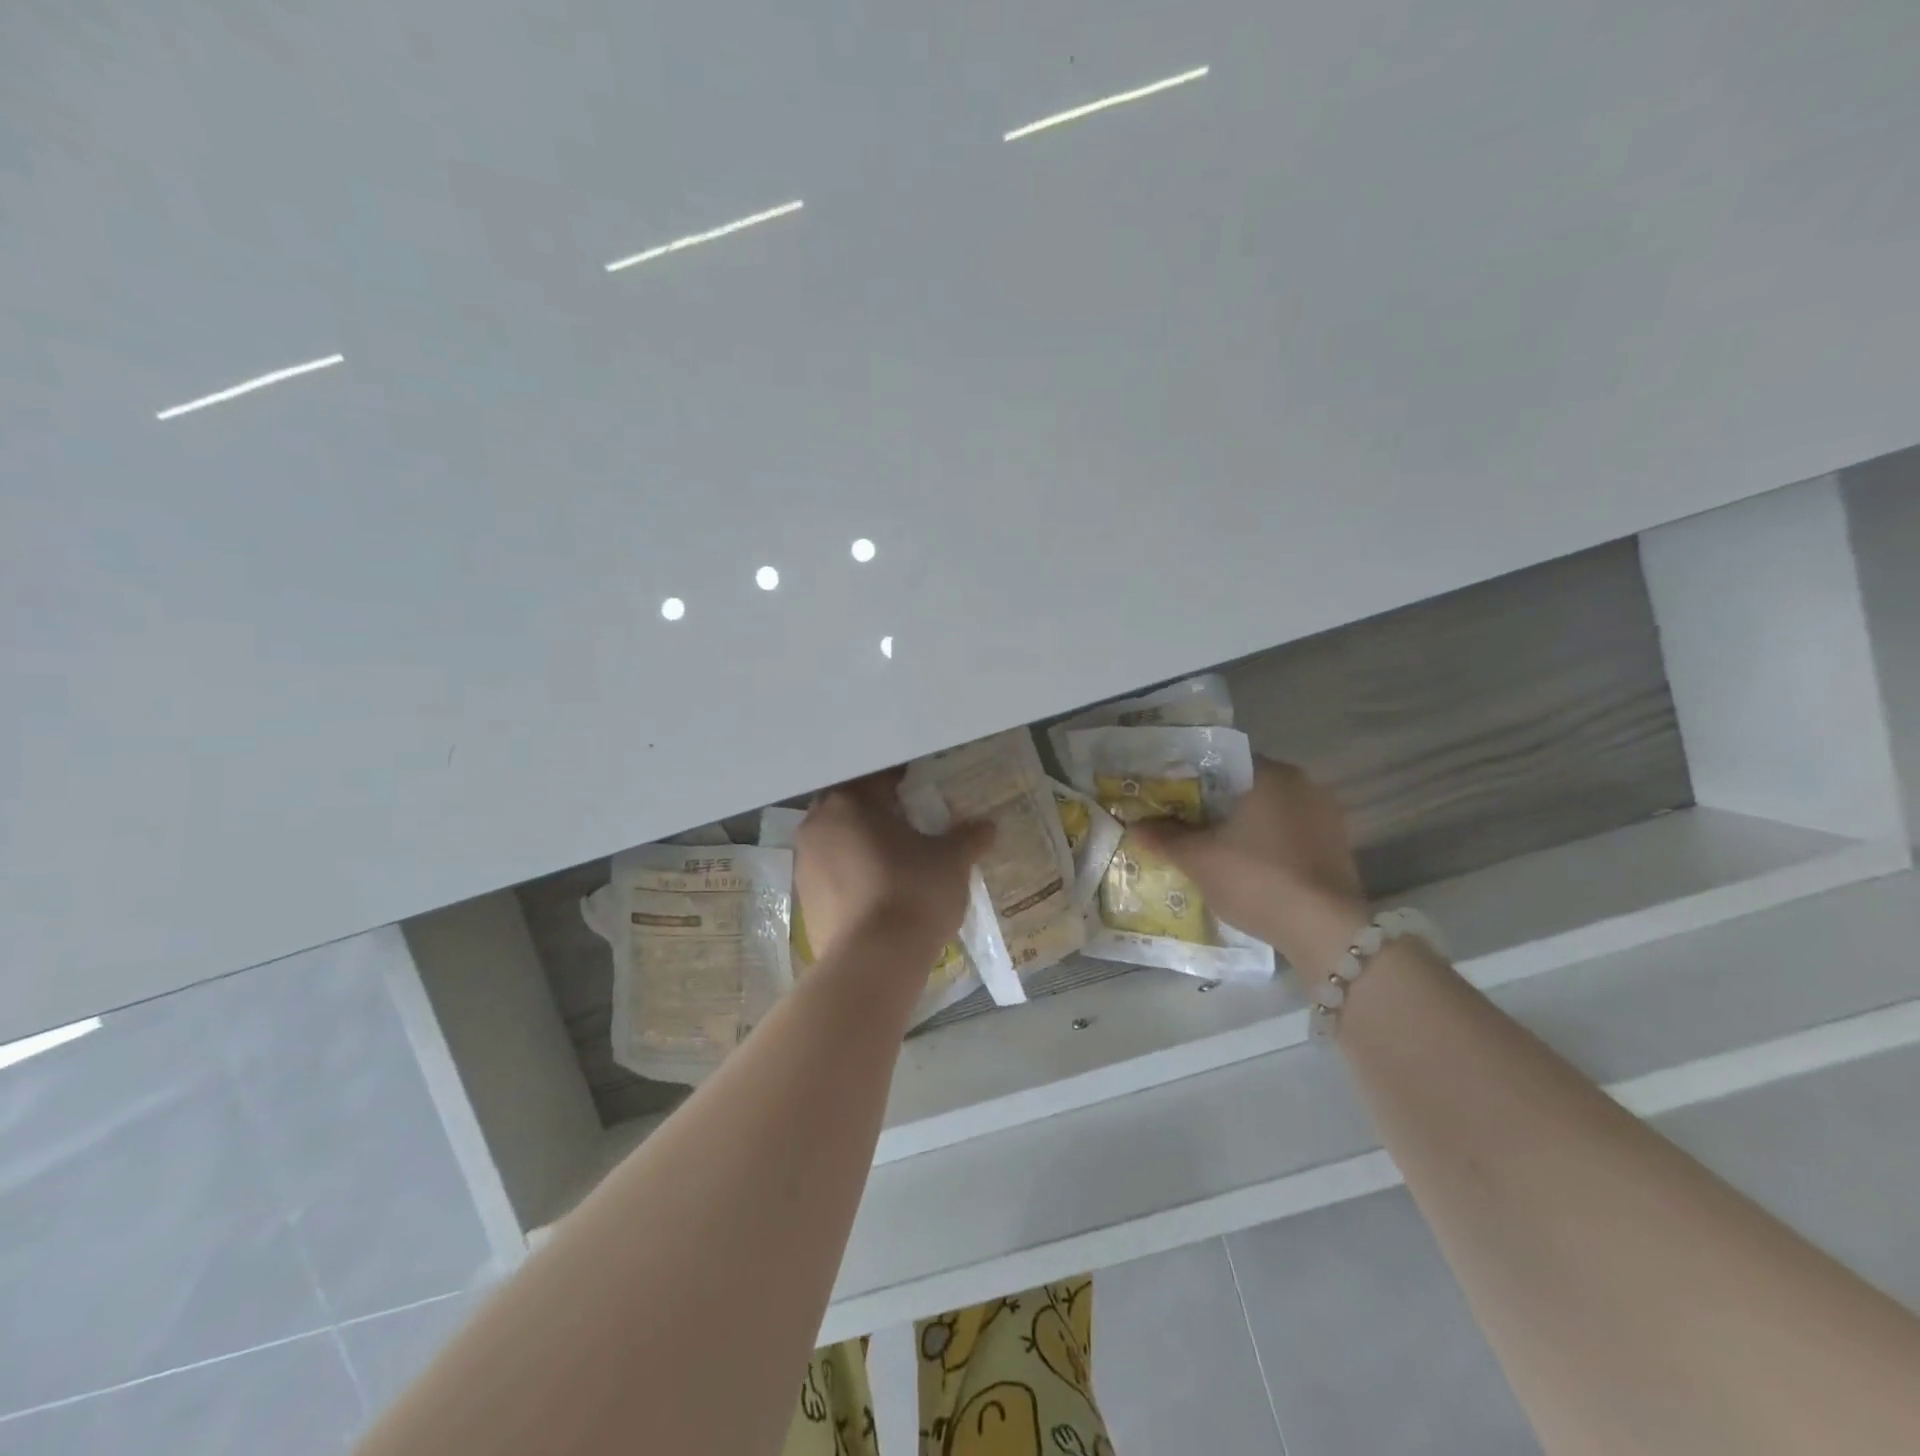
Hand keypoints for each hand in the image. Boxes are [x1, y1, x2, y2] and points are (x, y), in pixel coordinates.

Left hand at [793, 772, 994, 961]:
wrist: (873, 961)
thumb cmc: (913, 892)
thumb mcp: (952, 861)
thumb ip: (969, 837)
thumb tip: (988, 826)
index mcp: (850, 802)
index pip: (878, 779)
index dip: (904, 784)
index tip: (923, 792)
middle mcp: (818, 824)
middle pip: (853, 809)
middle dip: (879, 814)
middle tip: (911, 825)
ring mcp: (805, 864)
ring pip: (838, 842)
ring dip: (862, 845)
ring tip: (895, 861)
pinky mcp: (804, 900)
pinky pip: (832, 875)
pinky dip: (852, 876)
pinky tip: (879, 892)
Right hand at [1131, 758, 1368, 974]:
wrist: (1325, 931)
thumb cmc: (1257, 879)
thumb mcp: (1198, 859)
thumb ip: (1164, 838)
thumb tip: (1135, 826)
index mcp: (1271, 774)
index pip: (1220, 763)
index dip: (1190, 779)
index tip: (1168, 799)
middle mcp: (1304, 784)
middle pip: (1245, 787)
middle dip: (1214, 805)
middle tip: (1182, 825)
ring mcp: (1326, 816)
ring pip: (1269, 812)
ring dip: (1241, 826)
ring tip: (1210, 848)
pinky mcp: (1337, 846)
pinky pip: (1289, 834)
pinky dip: (1266, 845)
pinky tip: (1246, 866)